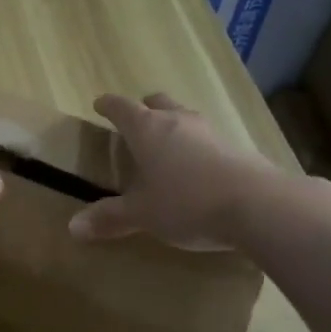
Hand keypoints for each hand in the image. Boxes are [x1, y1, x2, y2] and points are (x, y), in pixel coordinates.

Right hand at [69, 93, 273, 250]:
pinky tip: (197, 170)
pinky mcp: (237, 149)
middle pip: (158, 104)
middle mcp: (178, 122)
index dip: (108, 106)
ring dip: (173, 127)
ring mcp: (211, 132)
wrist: (257, 205)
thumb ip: (110, 218)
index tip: (100, 104)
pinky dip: (196, 148)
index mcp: (147, 130)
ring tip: (166, 148)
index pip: (122, 108)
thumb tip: (73, 227)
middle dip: (145, 109)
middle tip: (136, 122)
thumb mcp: (142, 214)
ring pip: (185, 119)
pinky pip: (208, 140)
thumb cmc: (186, 202)